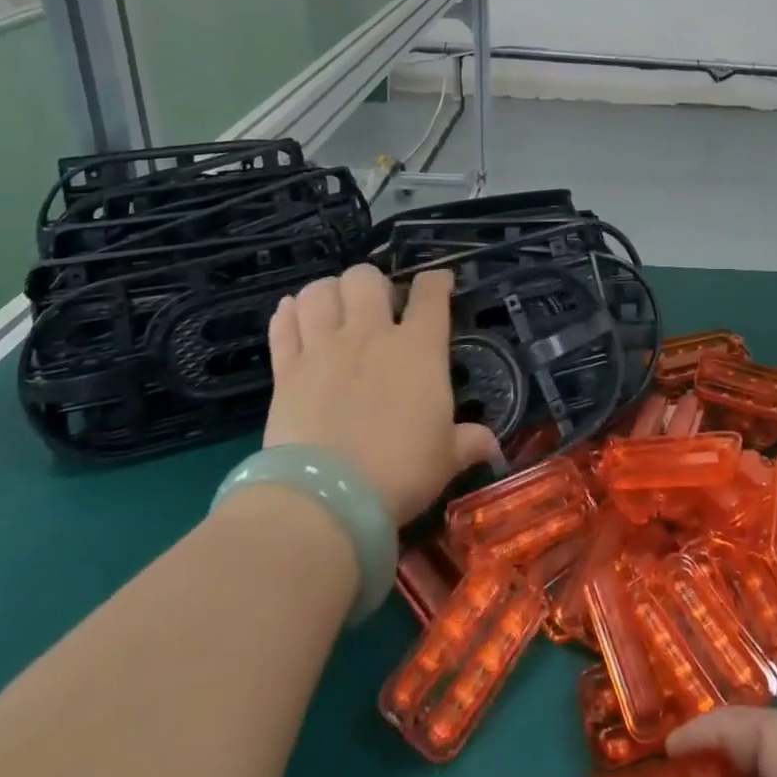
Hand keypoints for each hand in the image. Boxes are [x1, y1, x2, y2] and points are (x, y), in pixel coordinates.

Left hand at [265, 265, 500, 524]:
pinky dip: (288, 313)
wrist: (327, 498)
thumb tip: (492, 445)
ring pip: (320, 292)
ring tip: (334, 306)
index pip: (431, 293)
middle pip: (366, 278)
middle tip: (378, 306)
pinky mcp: (286, 370)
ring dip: (329, 292)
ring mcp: (324, 349)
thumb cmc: (400, 471)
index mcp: (419, 347)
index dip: (436, 281)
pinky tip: (294, 314)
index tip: (438, 284)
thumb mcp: (445, 458)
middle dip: (373, 283)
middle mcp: (370, 335)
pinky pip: (283, 325)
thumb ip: (468, 442)